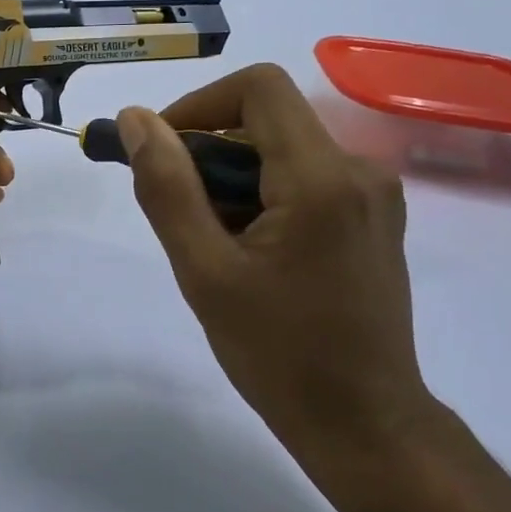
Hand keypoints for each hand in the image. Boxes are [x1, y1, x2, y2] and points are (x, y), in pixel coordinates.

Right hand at [117, 64, 430, 457]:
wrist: (365, 424)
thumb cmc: (279, 353)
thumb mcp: (204, 270)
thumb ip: (167, 187)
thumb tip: (136, 120)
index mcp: (322, 178)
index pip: (258, 87)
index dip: (199, 105)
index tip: (162, 152)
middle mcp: (359, 170)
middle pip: (268, 119)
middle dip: (209, 153)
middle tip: (180, 214)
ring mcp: (374, 195)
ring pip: (283, 149)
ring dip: (233, 179)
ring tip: (213, 245)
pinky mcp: (373, 217)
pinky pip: (305, 177)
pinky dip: (262, 195)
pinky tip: (248, 252)